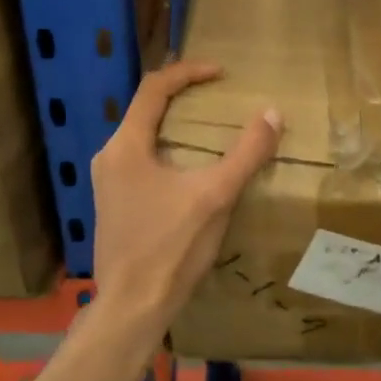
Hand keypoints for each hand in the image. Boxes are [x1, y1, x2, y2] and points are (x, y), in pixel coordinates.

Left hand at [90, 60, 282, 327]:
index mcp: (126, 146)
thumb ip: (246, 153)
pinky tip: (190, 169)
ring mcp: (107, 182)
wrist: (132, 307)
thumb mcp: (215, 196)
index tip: (220, 73)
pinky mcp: (113, 203)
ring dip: (175, 124)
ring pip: (143, 136)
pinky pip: (141, 159)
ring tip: (209, 128)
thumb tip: (272, 114)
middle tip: (217, 95)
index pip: (154, 88)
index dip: (188, 72)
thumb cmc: (171, 247)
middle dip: (182, 96)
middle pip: (145, 109)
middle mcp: (110, 156)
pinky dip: (167, 149)